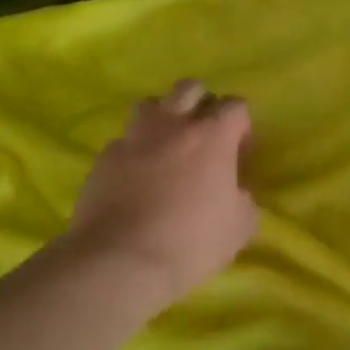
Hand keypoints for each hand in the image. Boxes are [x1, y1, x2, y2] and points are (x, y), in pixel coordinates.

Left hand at [63, 80, 260, 309]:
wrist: (120, 260)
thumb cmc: (191, 242)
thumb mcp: (240, 227)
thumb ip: (244, 199)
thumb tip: (237, 191)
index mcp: (212, 136)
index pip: (235, 105)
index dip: (242, 126)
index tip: (241, 155)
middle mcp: (173, 125)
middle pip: (191, 88)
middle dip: (203, 105)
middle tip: (206, 138)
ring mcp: (134, 138)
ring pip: (152, 104)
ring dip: (165, 118)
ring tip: (169, 148)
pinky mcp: (104, 158)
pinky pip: (125, 141)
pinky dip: (136, 151)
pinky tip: (138, 178)